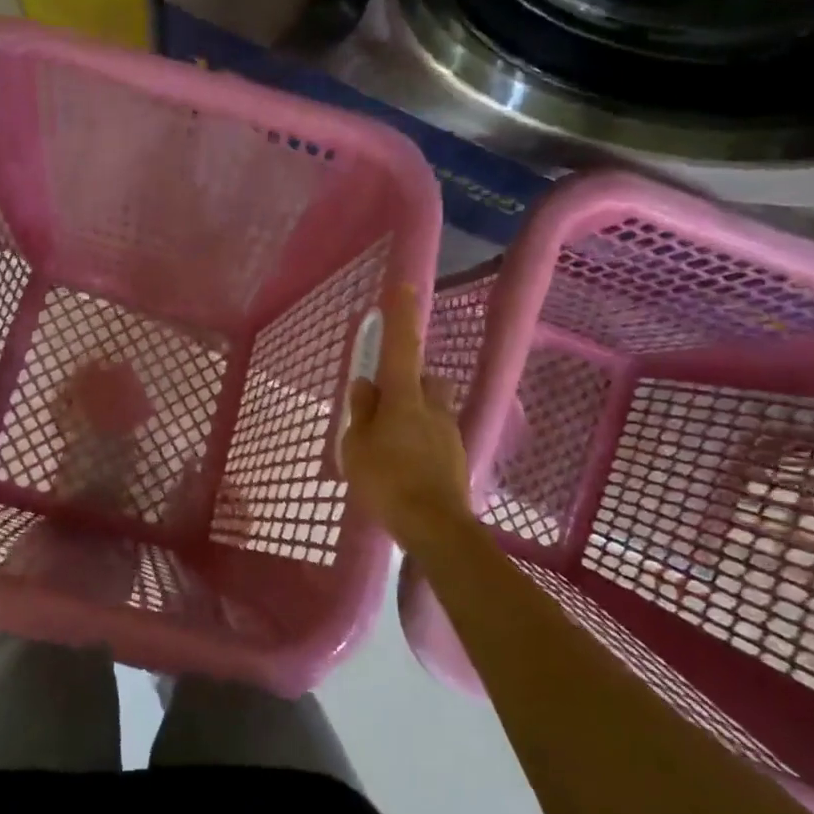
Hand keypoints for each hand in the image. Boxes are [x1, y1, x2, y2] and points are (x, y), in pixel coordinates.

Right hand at [341, 283, 474, 554]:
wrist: (436, 528)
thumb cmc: (387, 481)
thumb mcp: (357, 446)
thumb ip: (362, 412)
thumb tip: (366, 385)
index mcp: (404, 397)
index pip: (402, 346)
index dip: (402, 315)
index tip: (405, 286)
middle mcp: (432, 406)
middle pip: (425, 380)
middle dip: (409, 383)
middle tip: (385, 407)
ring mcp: (449, 432)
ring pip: (432, 408)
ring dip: (416, 414)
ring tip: (392, 445)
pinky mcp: (457, 457)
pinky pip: (436, 436)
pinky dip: (421, 442)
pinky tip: (406, 468)